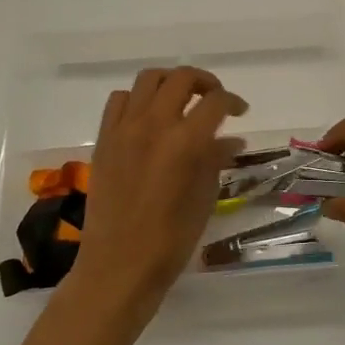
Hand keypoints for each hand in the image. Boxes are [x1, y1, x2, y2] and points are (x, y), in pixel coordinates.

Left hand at [63, 67, 246, 326]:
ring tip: (181, 100)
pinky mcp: (104, 139)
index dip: (233, 101)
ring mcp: (124, 129)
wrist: (118, 266)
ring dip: (170, 83)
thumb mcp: (204, 198)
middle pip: (182, 78)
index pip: (215, 102)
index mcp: (186, 142)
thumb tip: (231, 140)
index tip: (240, 111)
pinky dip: (137, 99)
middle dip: (204, 82)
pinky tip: (147, 117)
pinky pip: (119, 100)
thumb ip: (216, 160)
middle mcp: (154, 125)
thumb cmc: (171, 239)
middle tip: (214, 98)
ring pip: (148, 79)